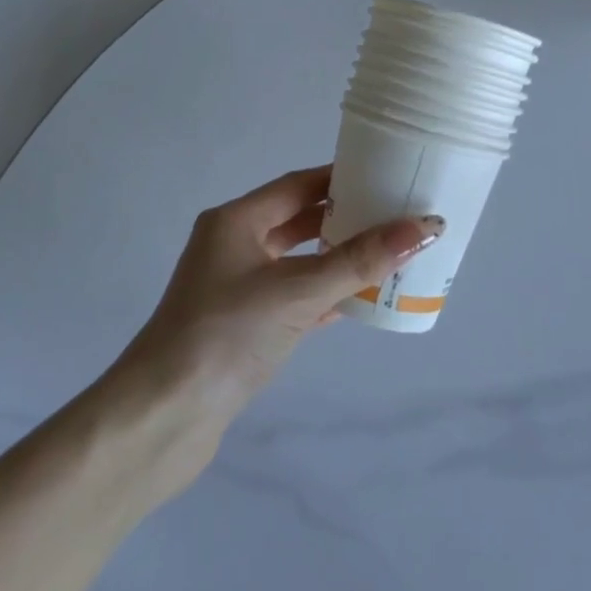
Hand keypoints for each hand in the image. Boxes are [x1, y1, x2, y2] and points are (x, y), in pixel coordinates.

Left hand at [119, 165, 440, 430]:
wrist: (165, 416)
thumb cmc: (226, 334)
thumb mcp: (297, 291)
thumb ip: (360, 261)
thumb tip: (425, 227)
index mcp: (235, 221)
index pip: (297, 185)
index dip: (340, 178)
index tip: (385, 174)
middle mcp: (232, 246)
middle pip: (297, 221)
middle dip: (344, 219)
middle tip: (395, 215)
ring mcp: (235, 288)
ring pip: (296, 263)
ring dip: (336, 259)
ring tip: (387, 254)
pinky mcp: (243, 326)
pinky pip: (293, 298)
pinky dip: (324, 296)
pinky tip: (360, 299)